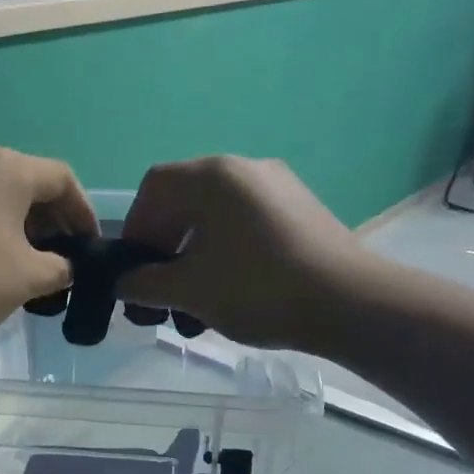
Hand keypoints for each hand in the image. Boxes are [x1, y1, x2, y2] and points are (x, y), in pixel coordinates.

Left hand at [0, 146, 96, 351]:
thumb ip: (59, 268)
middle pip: (24, 180)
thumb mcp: (28, 278)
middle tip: (60, 255)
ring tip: (25, 261)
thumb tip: (61, 266)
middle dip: (49, 218)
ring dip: (16, 222)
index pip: (61, 179)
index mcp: (5, 167)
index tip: (89, 246)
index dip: (83, 212)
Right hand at [117, 156, 367, 349]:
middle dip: (164, 246)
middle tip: (159, 289)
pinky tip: (230, 292)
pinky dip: (225, 253)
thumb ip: (145, 284)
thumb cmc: (258, 289)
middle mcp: (247, 169)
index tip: (133, 268)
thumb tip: (123, 284)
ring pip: (217, 217)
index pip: (155, 186)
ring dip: (193, 255)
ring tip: (193, 301)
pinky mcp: (301, 213)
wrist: (350, 304)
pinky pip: (247, 225)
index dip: (135, 227)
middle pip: (186, 200)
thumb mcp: (190, 290)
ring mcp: (279, 188)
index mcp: (214, 176)